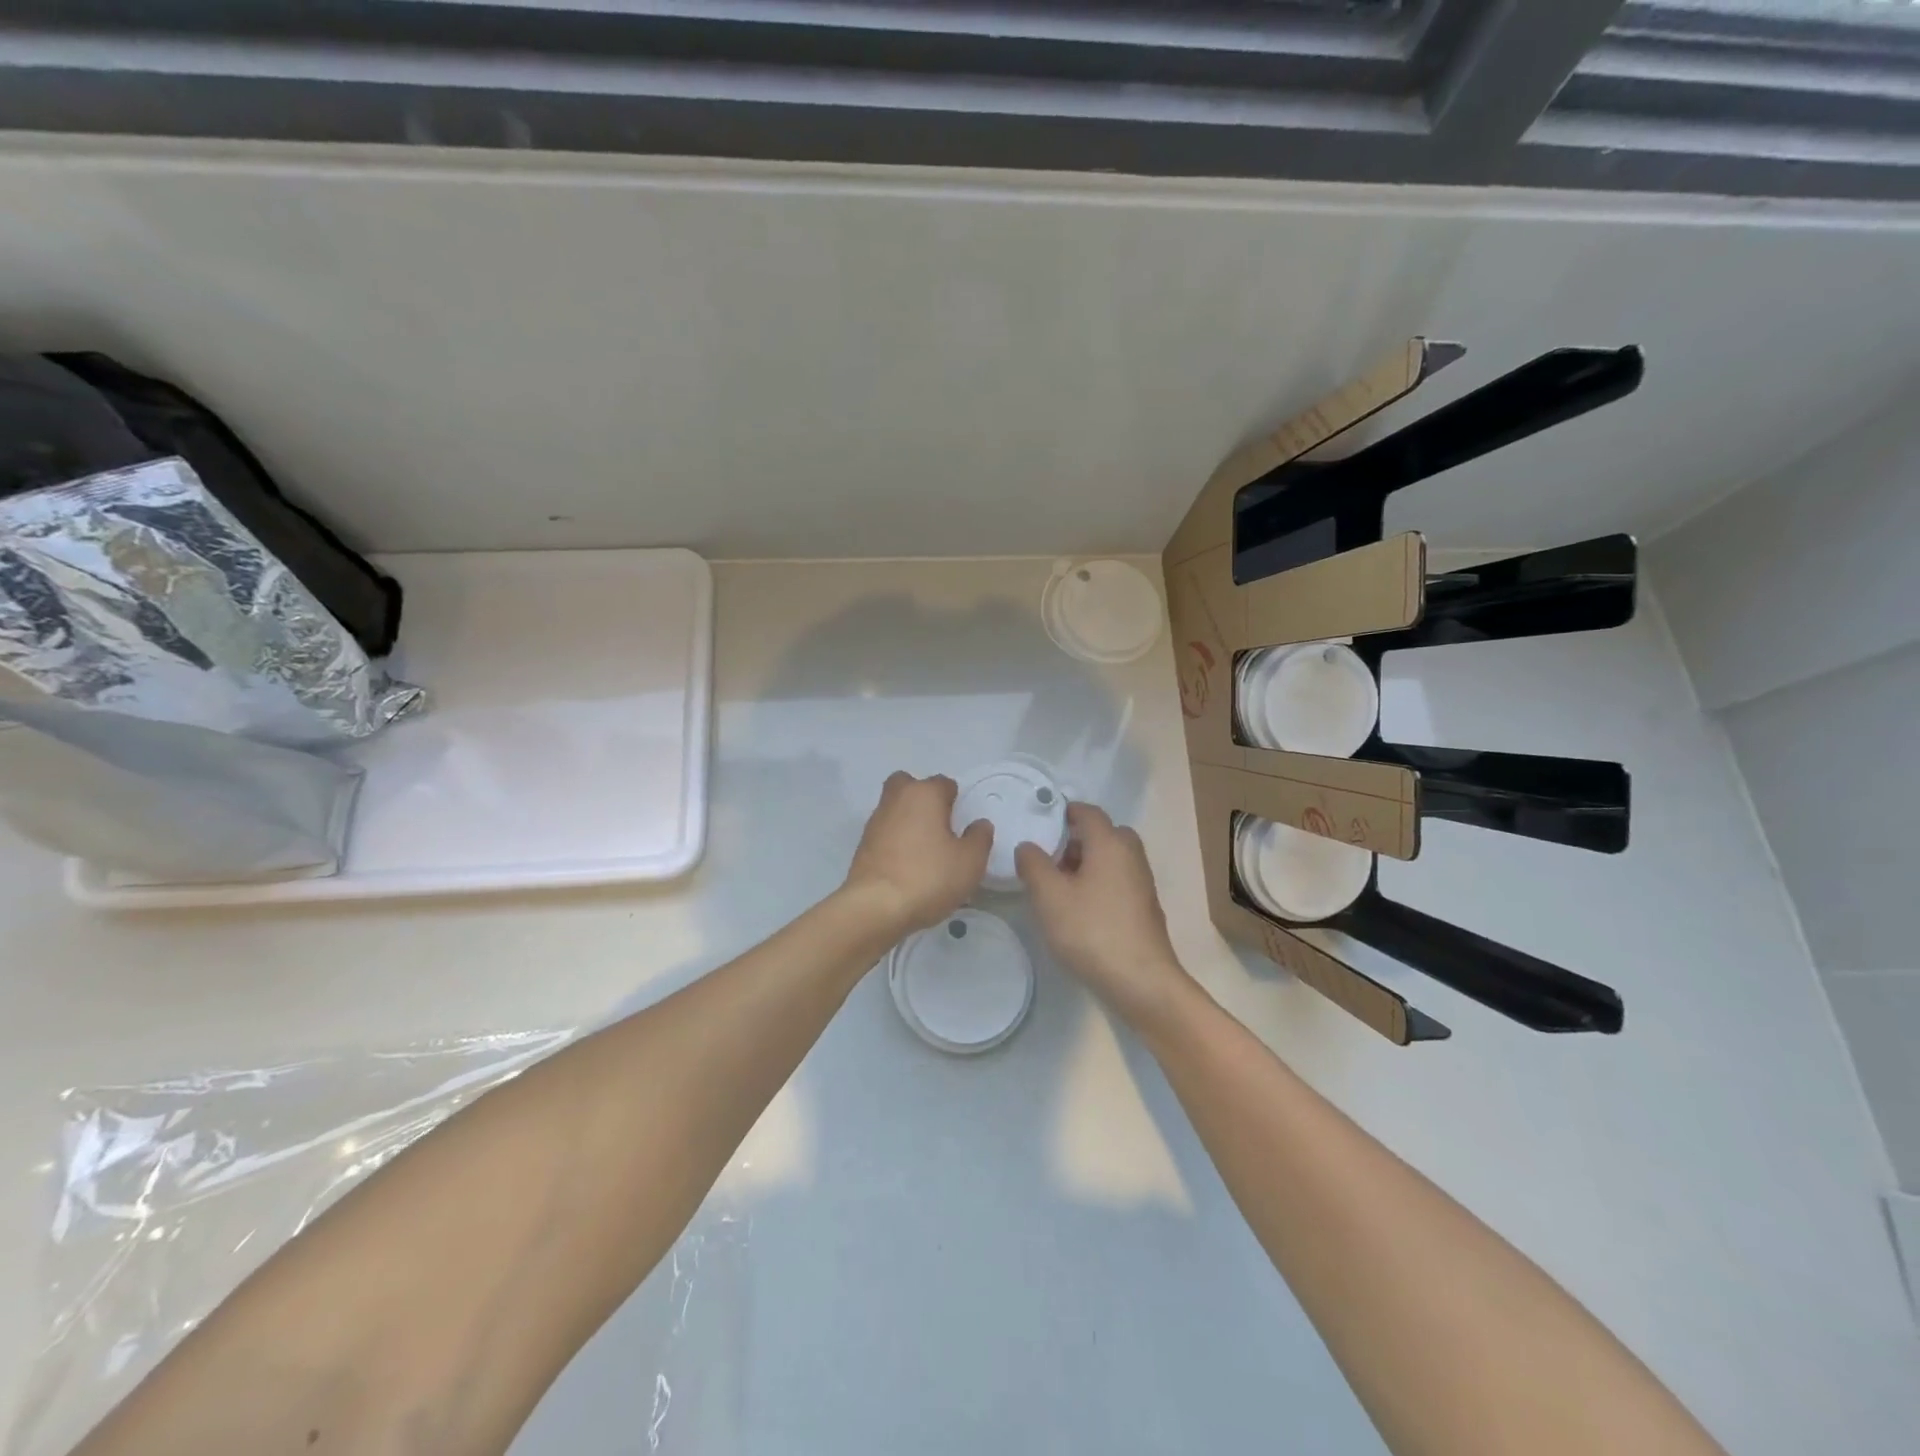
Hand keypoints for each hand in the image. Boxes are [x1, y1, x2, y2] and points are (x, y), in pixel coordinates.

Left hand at [843, 772, 993, 934]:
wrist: (875, 907)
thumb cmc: (929, 876)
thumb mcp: (970, 861)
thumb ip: (979, 838)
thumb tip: (979, 824)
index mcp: (924, 794)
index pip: (943, 783)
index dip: (955, 800)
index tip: (961, 824)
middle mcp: (896, 799)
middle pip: (909, 785)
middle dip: (922, 798)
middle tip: (937, 825)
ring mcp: (875, 822)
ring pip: (894, 808)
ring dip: (907, 820)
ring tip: (924, 851)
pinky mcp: (862, 845)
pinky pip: (884, 833)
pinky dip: (894, 841)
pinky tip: (906, 865)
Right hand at [1016, 803, 1192, 1027]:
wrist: (1141, 982)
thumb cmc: (1091, 931)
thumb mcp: (1049, 896)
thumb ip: (1033, 864)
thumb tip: (1028, 846)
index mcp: (1110, 843)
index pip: (1088, 812)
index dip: (1064, 812)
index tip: (1041, 823)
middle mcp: (1131, 855)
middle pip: (1102, 834)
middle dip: (1075, 841)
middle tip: (1048, 859)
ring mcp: (1142, 882)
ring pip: (1111, 859)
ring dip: (1086, 864)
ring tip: (1058, 888)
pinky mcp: (1144, 907)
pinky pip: (1118, 881)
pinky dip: (1098, 884)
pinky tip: (1080, 910)